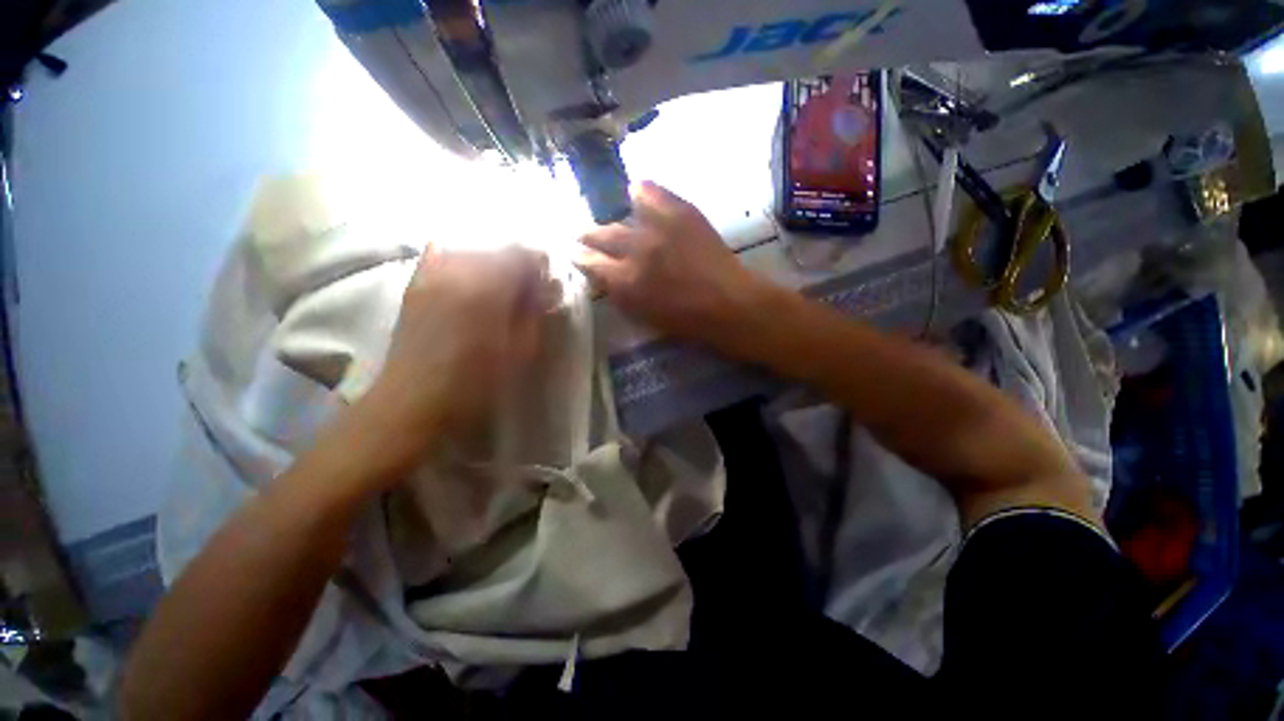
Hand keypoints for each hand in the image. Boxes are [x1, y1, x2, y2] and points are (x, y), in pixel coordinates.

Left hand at [365, 245, 556, 441]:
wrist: (415, 400)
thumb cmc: (477, 381)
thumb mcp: (521, 350)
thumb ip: (535, 313)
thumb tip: (547, 288)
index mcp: (489, 288)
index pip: (522, 254)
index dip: (540, 265)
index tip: (546, 283)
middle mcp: (458, 271)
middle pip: (497, 247)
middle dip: (518, 263)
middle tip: (527, 288)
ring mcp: (432, 273)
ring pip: (471, 249)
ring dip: (492, 262)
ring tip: (498, 286)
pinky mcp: (415, 283)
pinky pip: (440, 253)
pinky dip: (460, 259)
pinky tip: (467, 278)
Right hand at [576, 182, 770, 346]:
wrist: (730, 304)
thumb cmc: (688, 322)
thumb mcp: (645, 316)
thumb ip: (622, 294)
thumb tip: (606, 276)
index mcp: (626, 283)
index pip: (590, 263)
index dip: (579, 256)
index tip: (572, 251)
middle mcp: (636, 251)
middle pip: (601, 236)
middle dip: (587, 235)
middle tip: (581, 233)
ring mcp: (659, 229)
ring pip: (622, 217)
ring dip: (611, 222)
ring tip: (608, 220)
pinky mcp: (681, 213)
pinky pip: (652, 193)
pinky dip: (641, 192)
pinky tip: (636, 192)